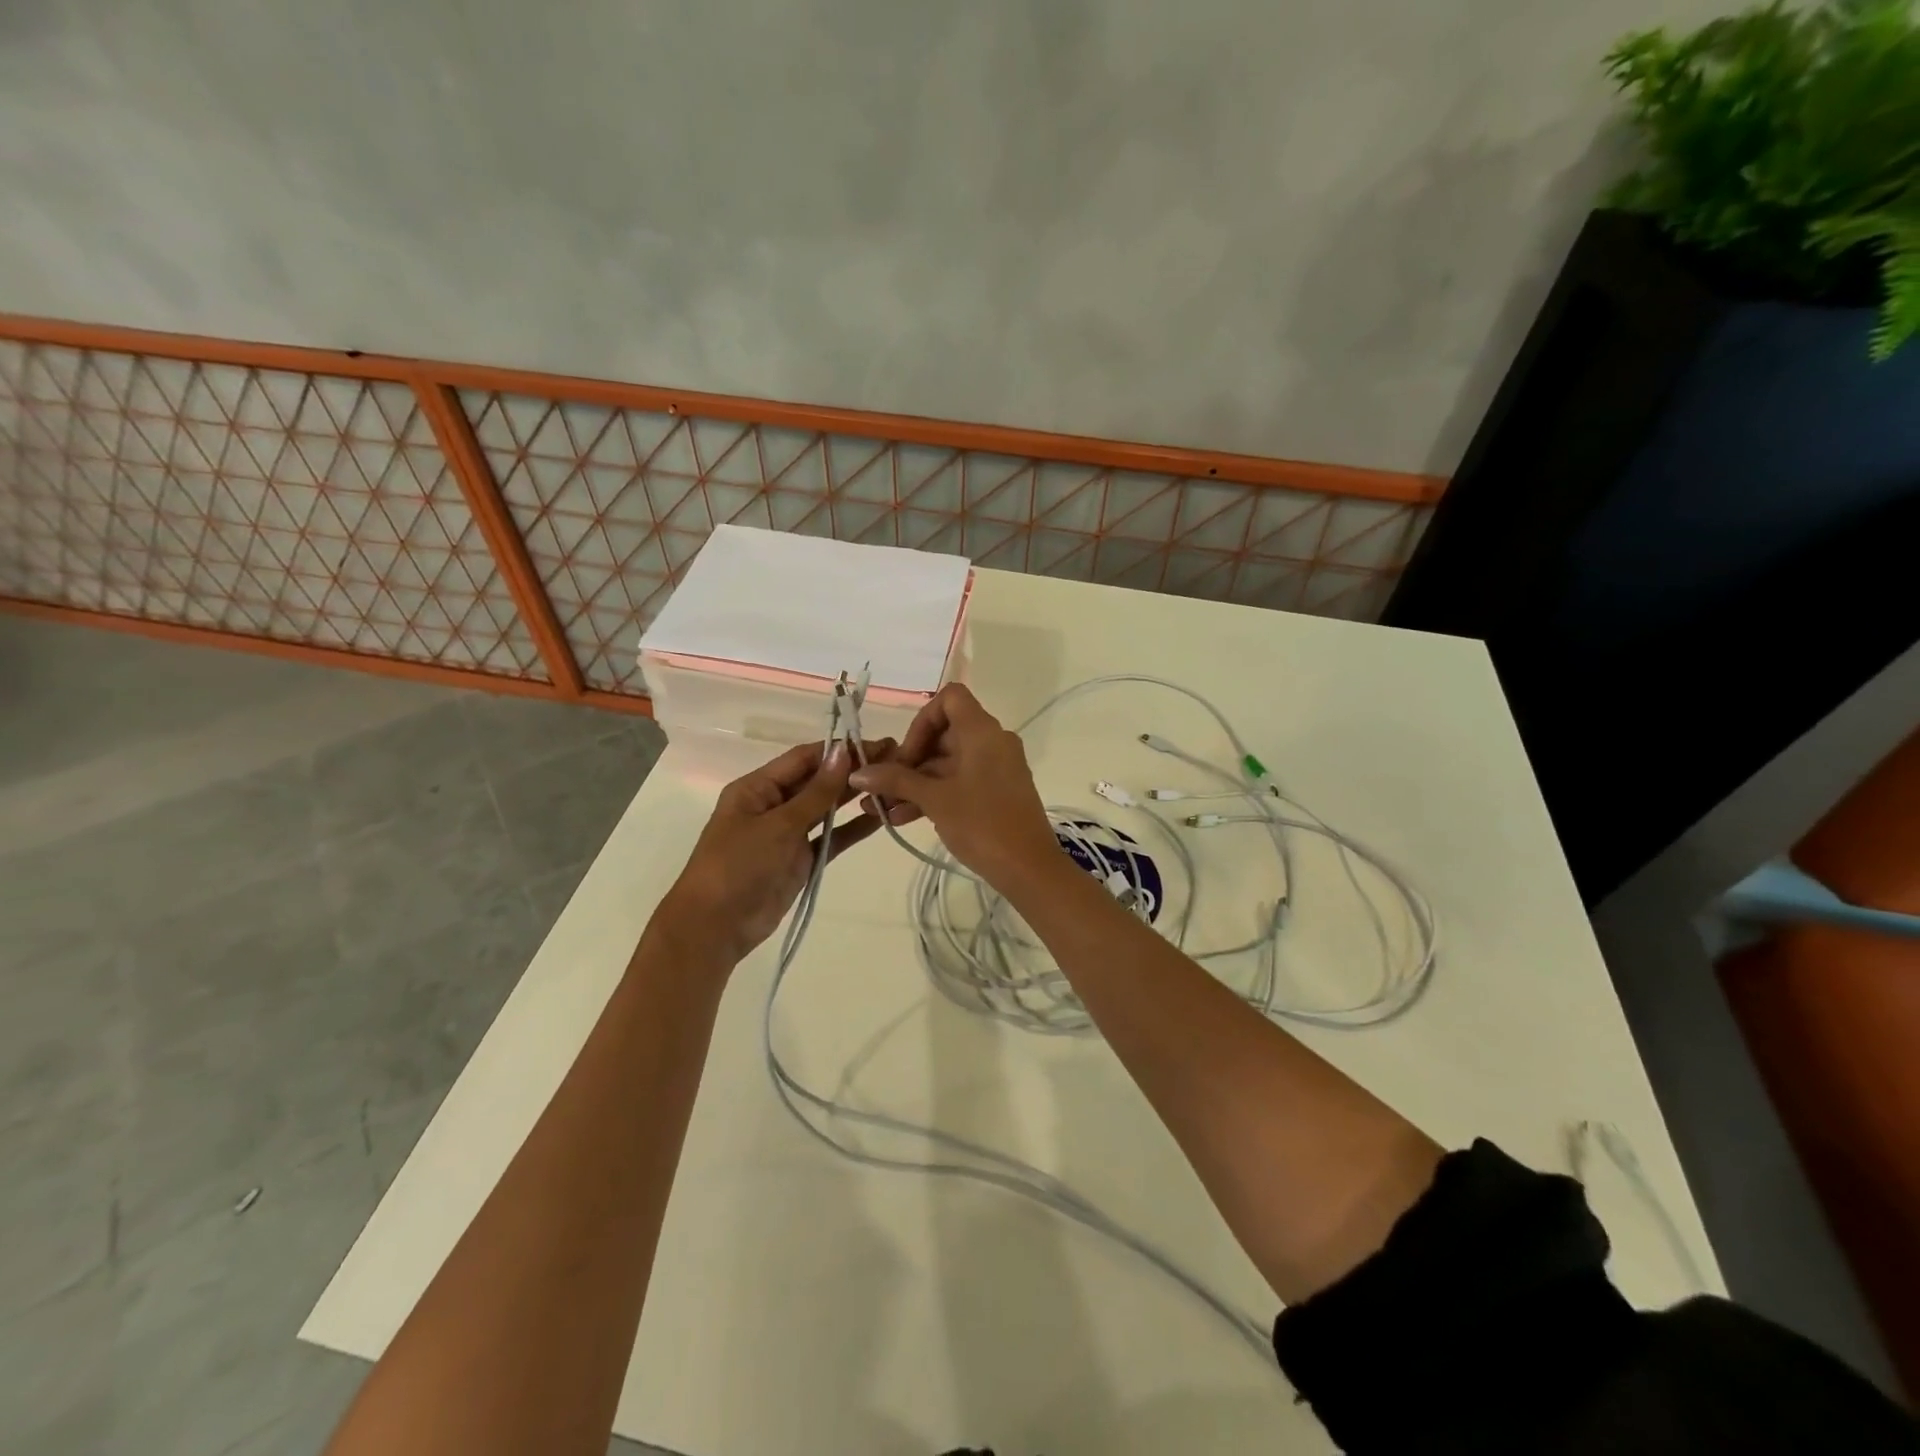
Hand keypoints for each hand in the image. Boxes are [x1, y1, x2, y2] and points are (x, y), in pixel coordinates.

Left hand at [654, 739, 888, 966]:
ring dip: (855, 796)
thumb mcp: (778, 825)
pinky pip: (831, 838)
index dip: (839, 749)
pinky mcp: (801, 859)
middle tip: (896, 759)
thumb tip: (843, 752)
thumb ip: (816, 792)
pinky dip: (853, 828)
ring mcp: (788, 833)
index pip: (804, 758)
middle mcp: (773, 805)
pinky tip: (882, 818)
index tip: (877, 743)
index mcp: (757, 788)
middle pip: (818, 780)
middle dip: (852, 770)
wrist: (716, 927)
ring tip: (894, 783)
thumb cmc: (738, 865)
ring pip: (827, 808)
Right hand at [847, 684, 1058, 886]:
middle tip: (882, 787)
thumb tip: (858, 773)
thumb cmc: (982, 823)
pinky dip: (934, 795)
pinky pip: (960, 782)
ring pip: (948, 763)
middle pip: (944, 734)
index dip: (922, 721)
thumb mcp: (934, 800)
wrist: (1029, 869)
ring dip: (914, 783)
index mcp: (982, 731)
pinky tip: (902, 818)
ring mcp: (996, 768)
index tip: (905, 755)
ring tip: (881, 808)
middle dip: (909, 760)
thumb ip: (896, 780)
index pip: (950, 698)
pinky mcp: (997, 793)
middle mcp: (992, 742)